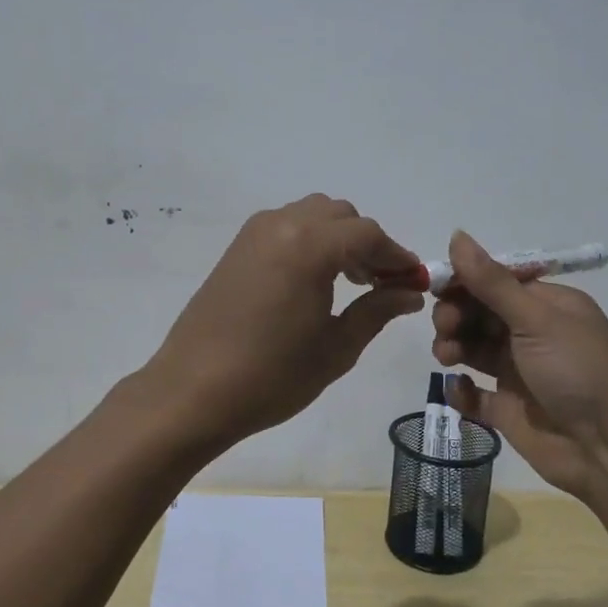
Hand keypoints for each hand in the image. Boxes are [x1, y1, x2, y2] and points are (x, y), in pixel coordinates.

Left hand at [143, 196, 425, 450]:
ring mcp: (255, 233)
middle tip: (381, 284)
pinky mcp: (237, 248)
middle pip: (341, 216)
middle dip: (368, 244)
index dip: (397, 256)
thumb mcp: (336, 347)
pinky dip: (310, 241)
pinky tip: (314, 281)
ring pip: (312, 215)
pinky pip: (286, 227)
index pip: (368, 235)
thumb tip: (409, 293)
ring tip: (350, 282)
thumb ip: (377, 310)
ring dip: (339, 239)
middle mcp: (282, 224)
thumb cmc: (272, 375)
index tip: (414, 282)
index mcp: (310, 245)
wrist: (192, 391)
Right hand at [431, 230, 607, 503]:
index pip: (495, 281)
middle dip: (455, 314)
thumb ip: (491, 282)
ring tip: (446, 356)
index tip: (436, 286)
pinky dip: (461, 389)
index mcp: (546, 305)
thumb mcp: (536, 319)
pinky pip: (473, 393)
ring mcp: (519, 372)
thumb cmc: (578, 371)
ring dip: (452, 345)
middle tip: (445, 326)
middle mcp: (532, 334)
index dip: (464, 281)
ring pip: (472, 348)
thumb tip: (456, 234)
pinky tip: (459, 387)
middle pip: (479, 313)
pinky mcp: (508, 410)